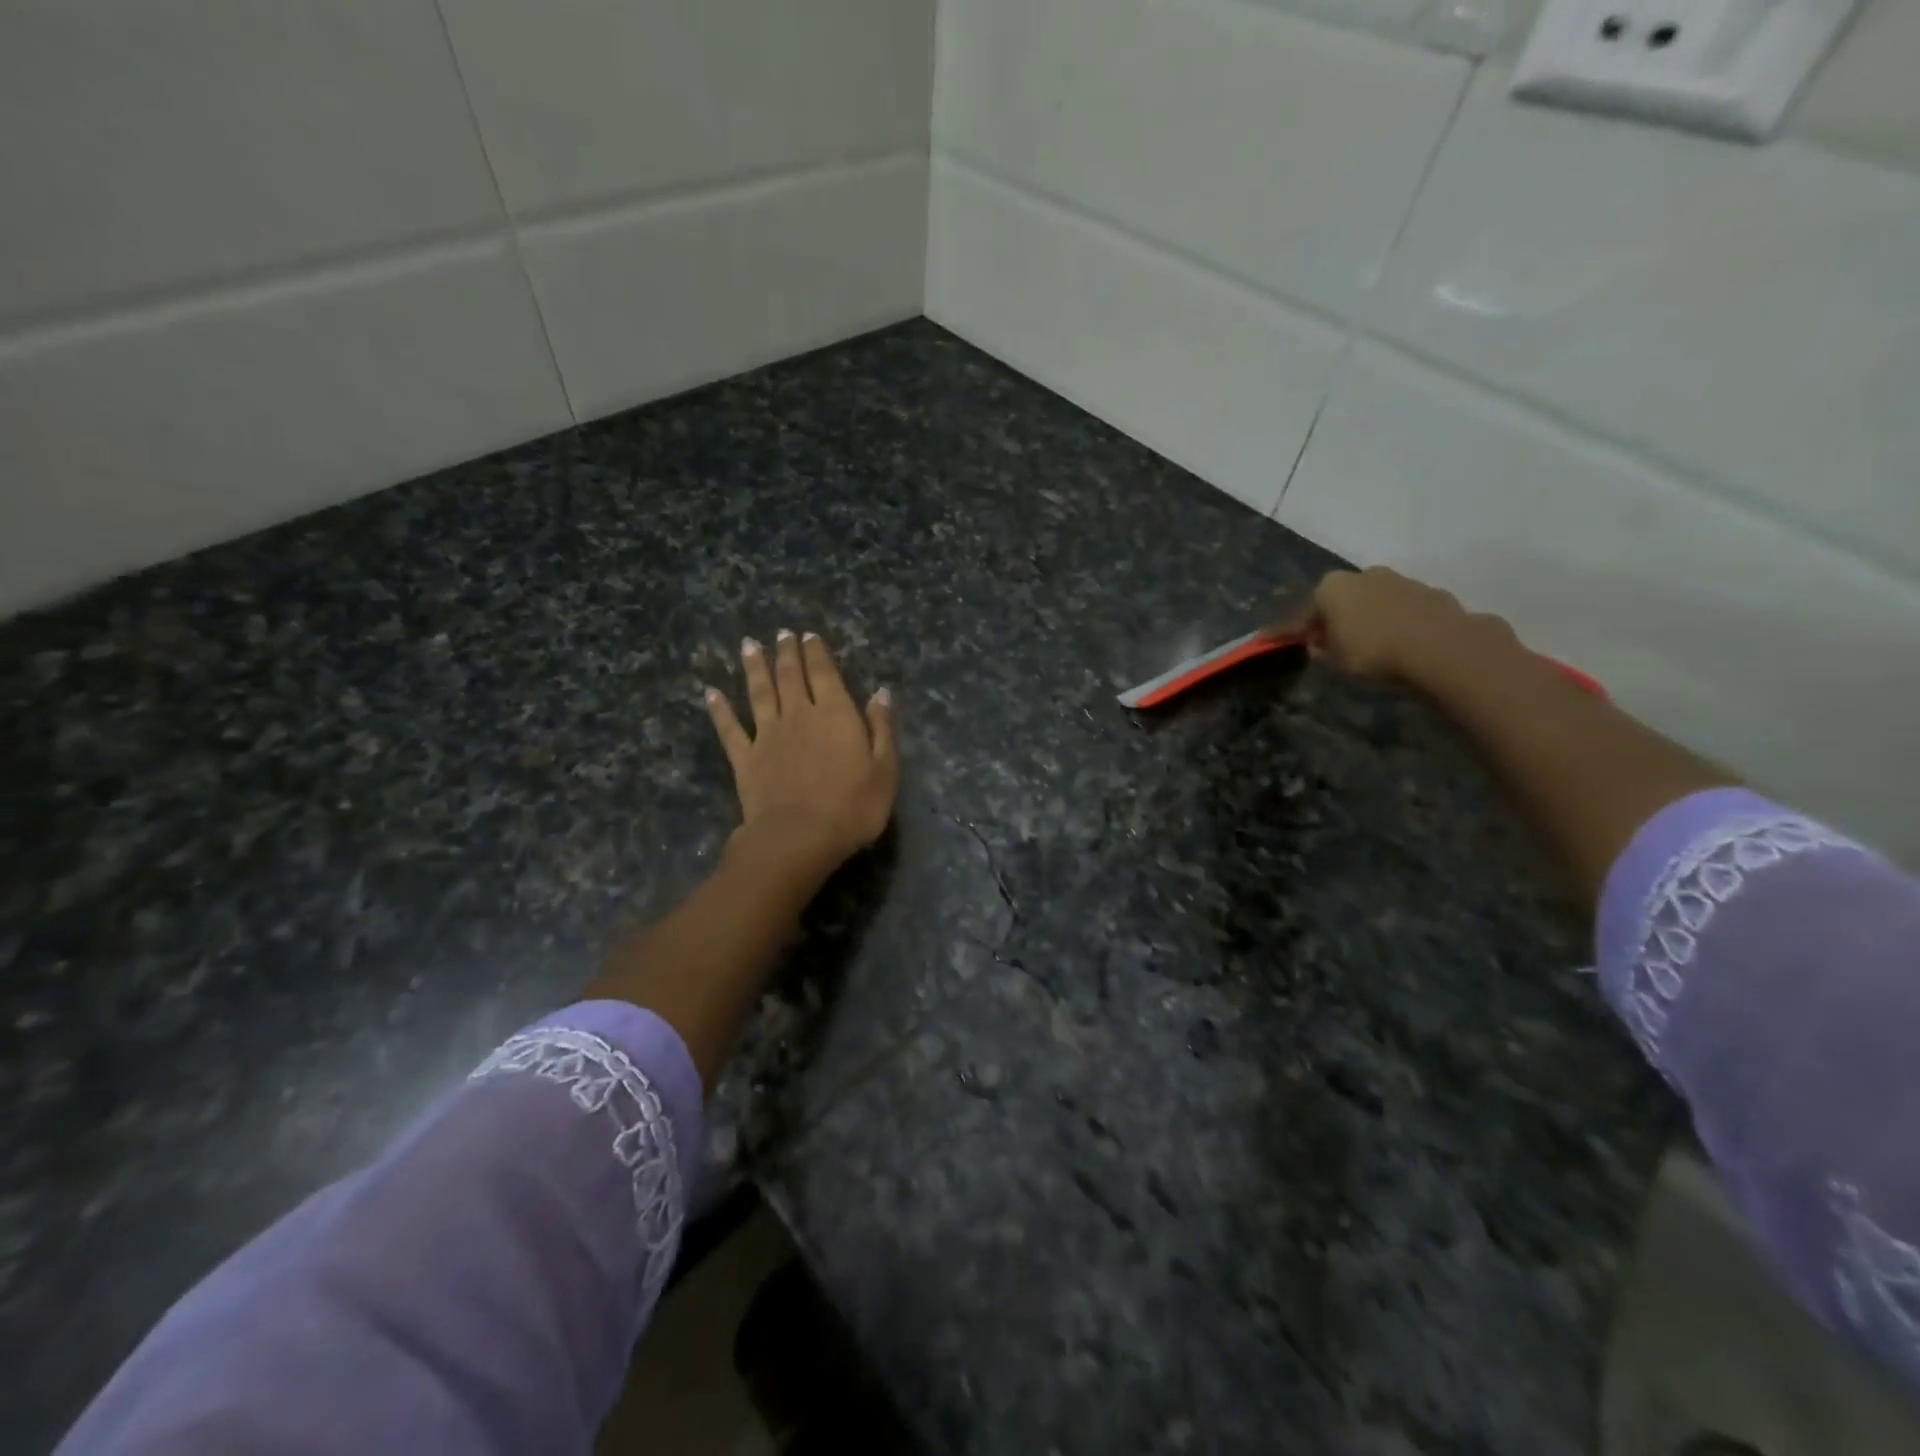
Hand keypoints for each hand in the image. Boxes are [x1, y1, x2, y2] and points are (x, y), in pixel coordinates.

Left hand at [705, 630, 897, 879]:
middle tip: (782, 634)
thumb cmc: (852, 808)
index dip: (817, 653)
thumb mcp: (885, 770)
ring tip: (749, 645)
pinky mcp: (745, 759)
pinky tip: (710, 694)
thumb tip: (880, 693)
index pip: (825, 674)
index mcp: (835, 714)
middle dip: (787, 652)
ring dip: (754, 668)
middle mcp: (799, 715)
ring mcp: (767, 736)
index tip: (809, 635)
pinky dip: (720, 710)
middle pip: (790, 676)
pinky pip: (730, 729)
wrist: (798, 838)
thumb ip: (881, 729)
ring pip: (759, 693)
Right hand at [1292, 566, 1512, 682]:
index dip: (1292, 631)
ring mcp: (1401, 580)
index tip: (1280, 642)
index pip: (1305, 612)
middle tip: (1333, 642)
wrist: (1440, 647)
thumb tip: (1319, 644)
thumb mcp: (1335, 660)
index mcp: (1331, 587)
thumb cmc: (1373, 651)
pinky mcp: (1432, 592)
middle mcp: (1364, 575)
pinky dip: (1398, 622)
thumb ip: (1323, 649)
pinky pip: (1404, 609)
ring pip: (1376, 600)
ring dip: (1370, 617)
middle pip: (1343, 598)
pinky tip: (1402, 642)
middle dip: (1337, 617)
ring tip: (1372, 644)